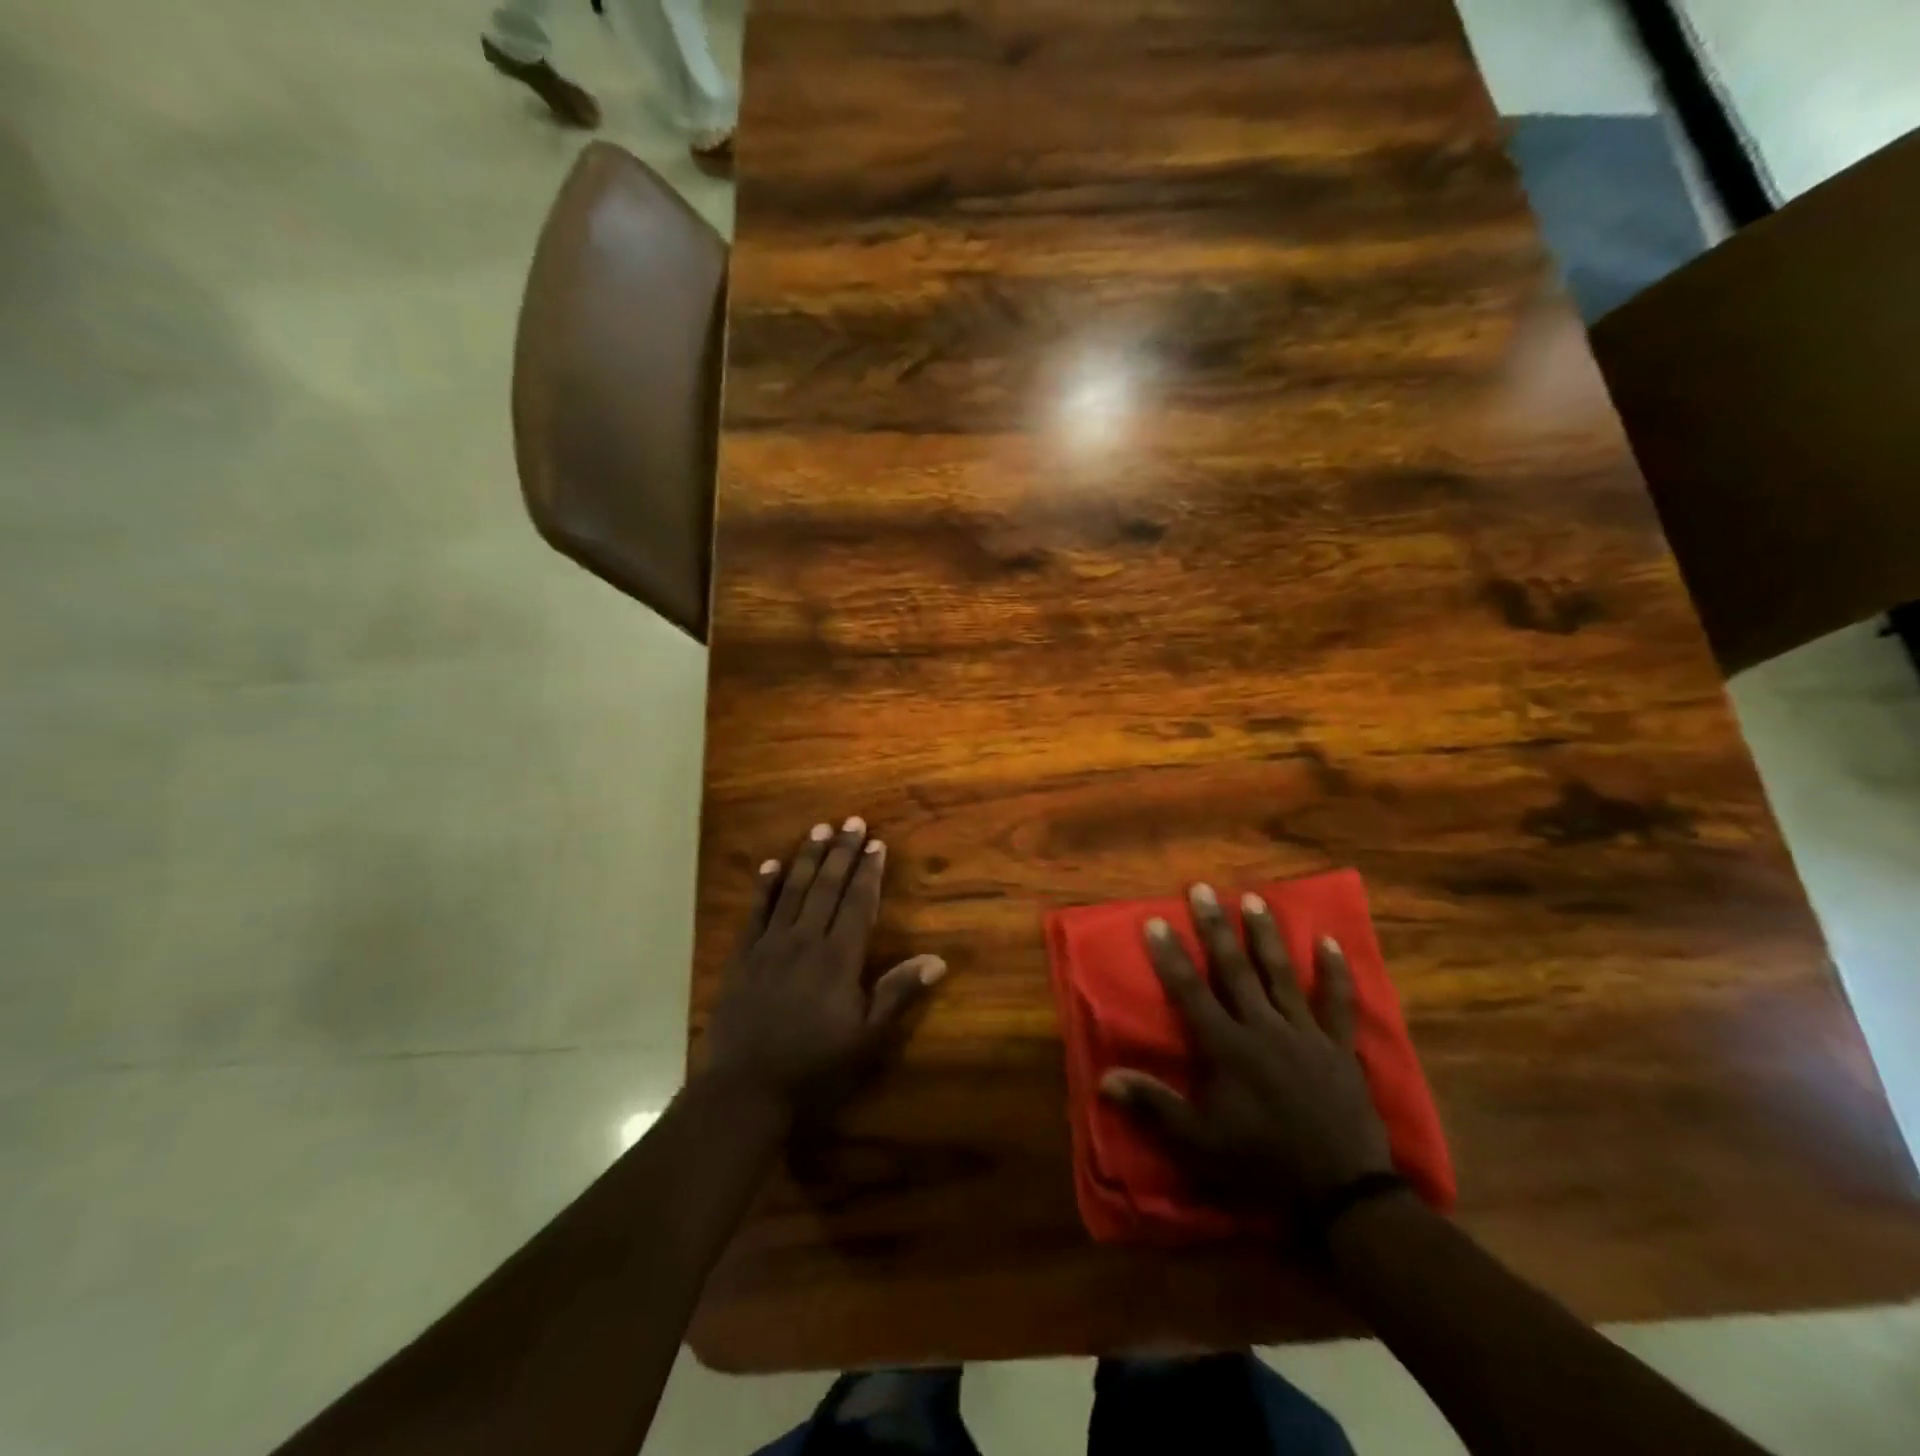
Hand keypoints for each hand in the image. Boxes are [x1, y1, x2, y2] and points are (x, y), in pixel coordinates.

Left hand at [703, 816, 946, 1123]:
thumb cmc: (813, 1066)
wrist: (745, 1090)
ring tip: (819, 829)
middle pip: (826, 887)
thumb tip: (938, 959)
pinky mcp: (742, 957)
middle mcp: (804, 941)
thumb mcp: (865, 1037)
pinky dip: (764, 886)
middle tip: (852, 821)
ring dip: (807, 858)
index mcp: (837, 958)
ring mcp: (769, 945)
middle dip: (842, 852)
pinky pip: (755, 912)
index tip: (876, 844)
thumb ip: (897, 993)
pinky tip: (771, 864)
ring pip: (792, 891)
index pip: (857, 903)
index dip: (869, 872)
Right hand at [1101, 883, 1392, 1210]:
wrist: (1340, 1192)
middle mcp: (1263, 1027)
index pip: (1190, 991)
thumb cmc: (1261, 1163)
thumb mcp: (1198, 1142)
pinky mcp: (1338, 1046)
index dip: (1171, 955)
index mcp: (1227, 1047)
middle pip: (1235, 969)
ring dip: (1265, 935)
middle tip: (1202, 888)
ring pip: (1281, 974)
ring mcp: (1304, 1032)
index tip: (1156, 920)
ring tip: (1253, 899)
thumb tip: (1104, 1079)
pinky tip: (1330, 942)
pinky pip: (1337, 1003)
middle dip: (1215, 927)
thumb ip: (1153, 1105)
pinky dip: (1335, 973)